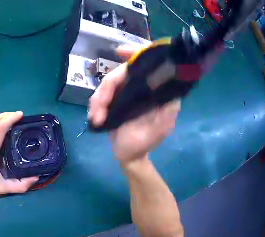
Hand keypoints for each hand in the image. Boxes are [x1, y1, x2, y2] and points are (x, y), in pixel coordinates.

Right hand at [88, 44, 180, 166]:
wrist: (128, 156)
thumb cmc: (144, 144)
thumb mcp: (159, 130)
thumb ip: (167, 113)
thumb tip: (170, 92)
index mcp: (155, 92)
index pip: (147, 65)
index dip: (135, 53)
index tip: (119, 52)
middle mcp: (141, 88)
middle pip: (121, 72)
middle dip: (107, 89)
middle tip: (98, 108)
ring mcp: (126, 92)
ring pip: (108, 83)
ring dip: (98, 99)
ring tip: (95, 118)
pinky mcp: (115, 99)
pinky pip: (102, 94)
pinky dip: (95, 105)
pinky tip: (94, 117)